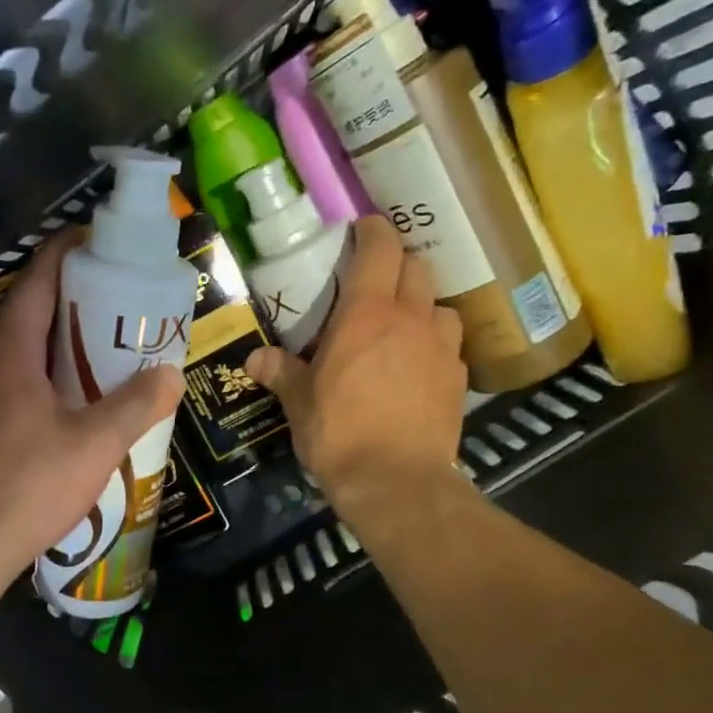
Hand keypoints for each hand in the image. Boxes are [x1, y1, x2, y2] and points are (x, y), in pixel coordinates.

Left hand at [0, 229, 185, 578]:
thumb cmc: (27, 485)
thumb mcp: (93, 444)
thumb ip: (135, 405)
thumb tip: (170, 373)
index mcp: (11, 356)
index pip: (37, 284)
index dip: (64, 255)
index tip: (96, 241)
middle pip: (29, 319)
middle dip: (72, 305)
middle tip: (119, 305)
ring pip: (21, 361)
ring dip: (58, 350)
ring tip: (104, 357)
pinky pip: (15, 393)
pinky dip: (46, 386)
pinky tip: (72, 414)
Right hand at [244, 215, 468, 516]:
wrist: (396, 482)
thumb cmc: (339, 434)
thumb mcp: (299, 403)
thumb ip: (280, 373)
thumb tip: (254, 359)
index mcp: (367, 315)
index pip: (380, 249)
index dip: (373, 232)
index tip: (362, 230)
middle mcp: (411, 320)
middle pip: (416, 267)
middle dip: (397, 264)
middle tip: (375, 281)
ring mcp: (442, 348)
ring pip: (440, 304)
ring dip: (422, 304)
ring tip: (402, 325)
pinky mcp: (458, 378)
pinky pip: (450, 344)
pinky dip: (434, 342)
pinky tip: (418, 366)